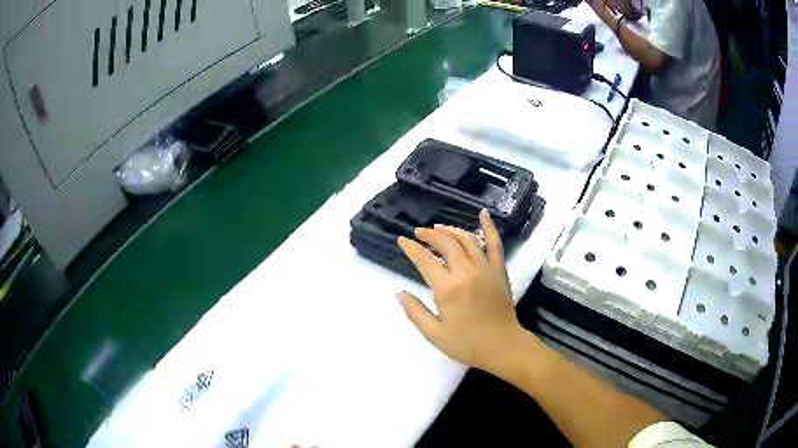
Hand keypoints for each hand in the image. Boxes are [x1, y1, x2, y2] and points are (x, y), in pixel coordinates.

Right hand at [396, 210, 525, 374]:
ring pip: (467, 239)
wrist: (502, 346)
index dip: (411, 248)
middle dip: (429, 234)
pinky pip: (495, 244)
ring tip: (438, 228)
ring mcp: (486, 268)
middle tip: (418, 233)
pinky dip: (489, 227)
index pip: (425, 259)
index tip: (402, 241)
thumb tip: (399, 292)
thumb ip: (415, 312)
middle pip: (445, 243)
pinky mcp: (499, 270)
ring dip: (450, 230)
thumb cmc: (467, 344)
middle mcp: (466, 272)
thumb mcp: (434, 334)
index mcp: (447, 289)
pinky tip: (483, 213)